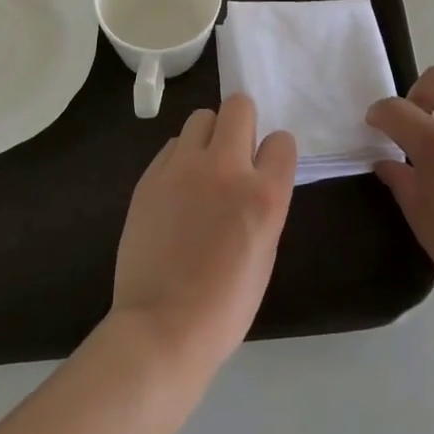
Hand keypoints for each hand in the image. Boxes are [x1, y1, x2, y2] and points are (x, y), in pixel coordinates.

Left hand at [110, 93, 297, 376]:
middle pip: (239, 106)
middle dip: (242, 123)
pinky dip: (180, 158)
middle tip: (235, 154)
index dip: (275, 153)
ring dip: (208, 136)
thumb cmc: (225, 305)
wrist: (162, 328)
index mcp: (264, 195)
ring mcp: (183, 167)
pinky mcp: (151, 176)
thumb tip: (255, 177)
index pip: (282, 140)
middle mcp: (226, 168)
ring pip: (201, 117)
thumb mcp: (265, 252)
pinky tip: (177, 190)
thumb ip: (264, 203)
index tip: (266, 168)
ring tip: (202, 169)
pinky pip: (173, 145)